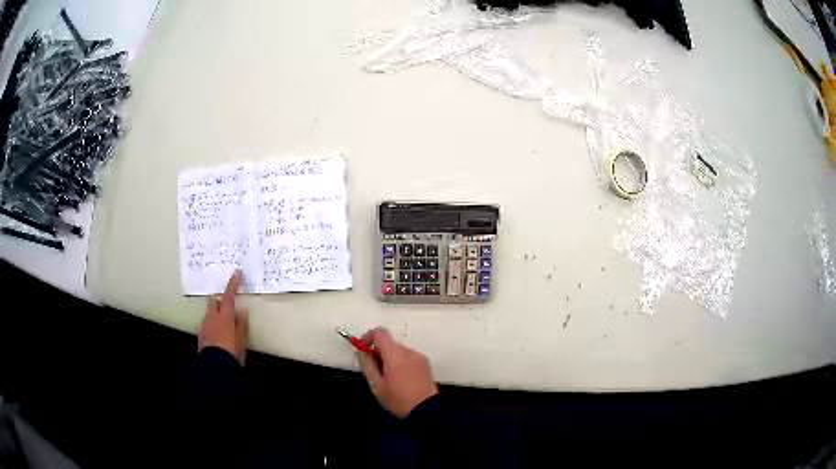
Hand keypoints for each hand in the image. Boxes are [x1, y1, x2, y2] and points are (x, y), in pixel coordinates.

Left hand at [198, 269, 248, 365]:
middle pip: (213, 301)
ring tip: (224, 323)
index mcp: (224, 316)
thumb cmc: (232, 353)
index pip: (228, 296)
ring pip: (209, 312)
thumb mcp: (241, 340)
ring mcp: (205, 325)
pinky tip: (218, 334)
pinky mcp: (201, 335)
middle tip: (226, 303)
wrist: (215, 368)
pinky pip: (207, 323)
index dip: (233, 284)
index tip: (237, 273)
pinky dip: (212, 323)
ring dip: (215, 313)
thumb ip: (241, 324)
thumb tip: (242, 310)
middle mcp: (212, 317)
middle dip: (219, 299)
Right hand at [358, 328, 438, 417]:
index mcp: (395, 355)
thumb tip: (360, 351)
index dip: (368, 337)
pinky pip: (408, 356)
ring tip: (389, 377)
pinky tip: (401, 379)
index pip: (380, 332)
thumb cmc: (398, 399)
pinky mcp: (425, 363)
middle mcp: (408, 351)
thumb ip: (367, 365)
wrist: (426, 410)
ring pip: (399, 350)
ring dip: (390, 357)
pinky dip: (401, 362)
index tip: (364, 350)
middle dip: (379, 351)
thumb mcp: (377, 385)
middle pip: (389, 342)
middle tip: (375, 370)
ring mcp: (419, 356)